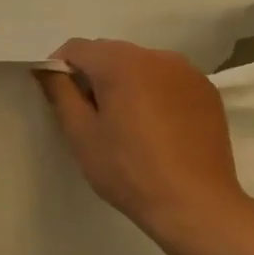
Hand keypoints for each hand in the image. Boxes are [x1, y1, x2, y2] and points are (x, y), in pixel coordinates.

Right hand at [37, 39, 253, 239]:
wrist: (196, 206)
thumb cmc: (128, 169)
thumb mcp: (80, 133)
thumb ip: (59, 92)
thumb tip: (47, 68)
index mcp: (121, 63)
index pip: (76, 48)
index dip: (60, 69)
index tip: (61, 100)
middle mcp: (156, 56)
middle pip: (109, 52)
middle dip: (93, 75)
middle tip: (91, 115)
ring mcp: (187, 72)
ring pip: (139, 65)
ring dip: (124, 82)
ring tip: (125, 123)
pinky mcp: (206, 91)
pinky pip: (166, 79)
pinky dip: (152, 92)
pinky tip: (155, 126)